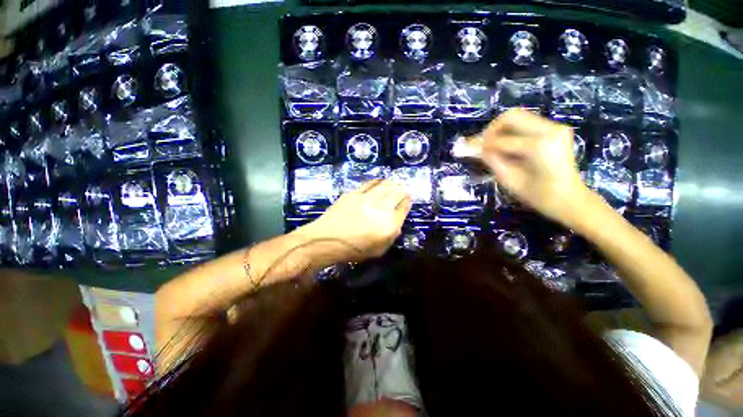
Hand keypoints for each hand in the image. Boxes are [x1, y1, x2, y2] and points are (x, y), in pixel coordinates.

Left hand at [303, 179, 411, 262]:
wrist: (326, 240)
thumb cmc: (353, 250)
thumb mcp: (378, 250)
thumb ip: (391, 235)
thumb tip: (397, 220)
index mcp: (388, 226)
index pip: (403, 208)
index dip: (407, 202)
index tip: (408, 199)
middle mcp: (380, 210)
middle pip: (397, 193)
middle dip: (402, 190)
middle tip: (403, 189)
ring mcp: (366, 199)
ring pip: (384, 186)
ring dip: (391, 183)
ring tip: (393, 182)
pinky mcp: (353, 194)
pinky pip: (369, 184)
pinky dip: (376, 181)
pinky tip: (378, 181)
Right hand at [462, 109, 591, 225]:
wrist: (570, 199)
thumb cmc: (539, 196)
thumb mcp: (509, 179)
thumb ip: (491, 159)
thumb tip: (473, 148)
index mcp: (539, 146)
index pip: (501, 139)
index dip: (481, 143)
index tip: (465, 147)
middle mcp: (550, 129)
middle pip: (511, 116)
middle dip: (491, 130)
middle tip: (480, 144)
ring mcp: (555, 127)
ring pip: (518, 117)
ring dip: (500, 130)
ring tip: (490, 146)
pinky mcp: (556, 129)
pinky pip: (526, 123)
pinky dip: (511, 132)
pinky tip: (505, 145)